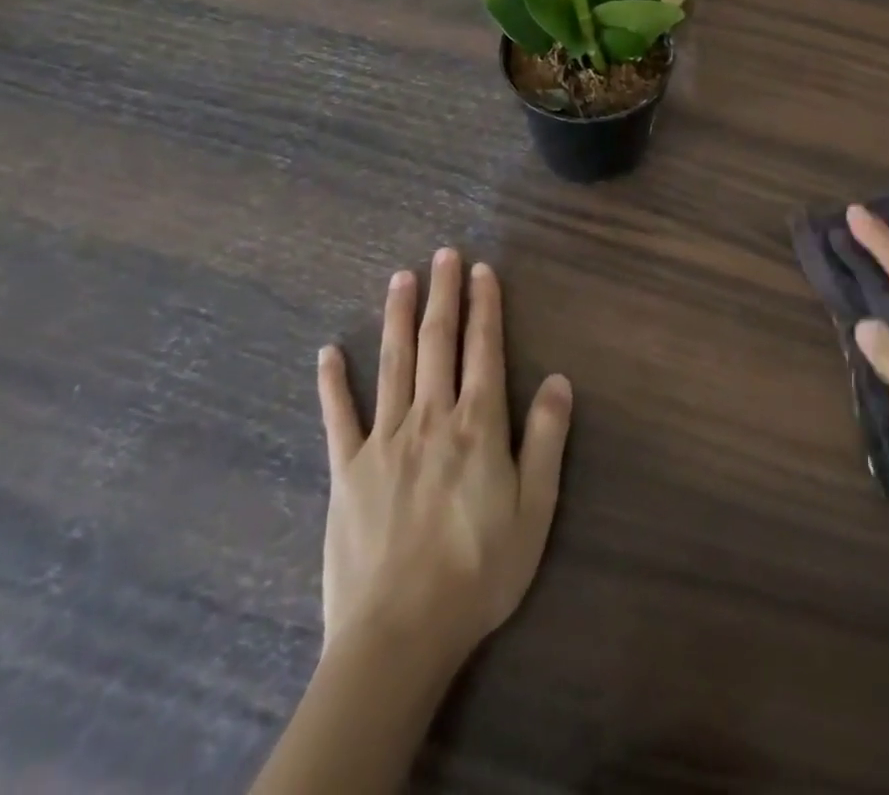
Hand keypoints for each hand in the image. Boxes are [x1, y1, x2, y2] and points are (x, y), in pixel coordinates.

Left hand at [317, 250, 572, 664]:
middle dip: (443, 295)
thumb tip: (559, 379)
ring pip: (393, 363)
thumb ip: (547, 439)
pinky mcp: (347, 471)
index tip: (482, 271)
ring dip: (398, 317)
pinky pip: (338, 417)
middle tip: (443, 254)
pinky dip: (332, 382)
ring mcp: (384, 441)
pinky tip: (328, 352)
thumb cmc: (479, 571)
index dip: (484, 306)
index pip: (483, 349)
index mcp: (477, 425)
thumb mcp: (535, 509)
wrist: (399, 634)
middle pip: (437, 343)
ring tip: (400, 277)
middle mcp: (431, 418)